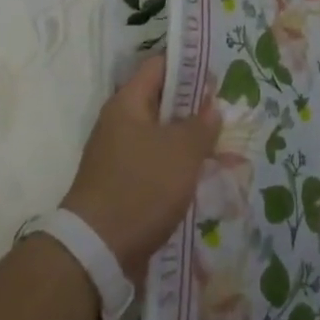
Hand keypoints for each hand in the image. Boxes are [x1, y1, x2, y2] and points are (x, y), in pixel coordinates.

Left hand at [63, 53, 221, 282]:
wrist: (96, 253)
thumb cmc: (141, 188)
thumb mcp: (182, 152)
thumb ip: (201, 125)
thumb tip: (211, 107)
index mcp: (128, 102)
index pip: (160, 66)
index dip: (189, 66)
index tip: (217, 77)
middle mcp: (118, 122)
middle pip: (160, 101)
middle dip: (192, 107)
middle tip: (224, 114)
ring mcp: (116, 154)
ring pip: (158, 135)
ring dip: (185, 140)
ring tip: (217, 147)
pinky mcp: (119, 184)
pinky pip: (152, 163)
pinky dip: (173, 166)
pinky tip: (196, 178)